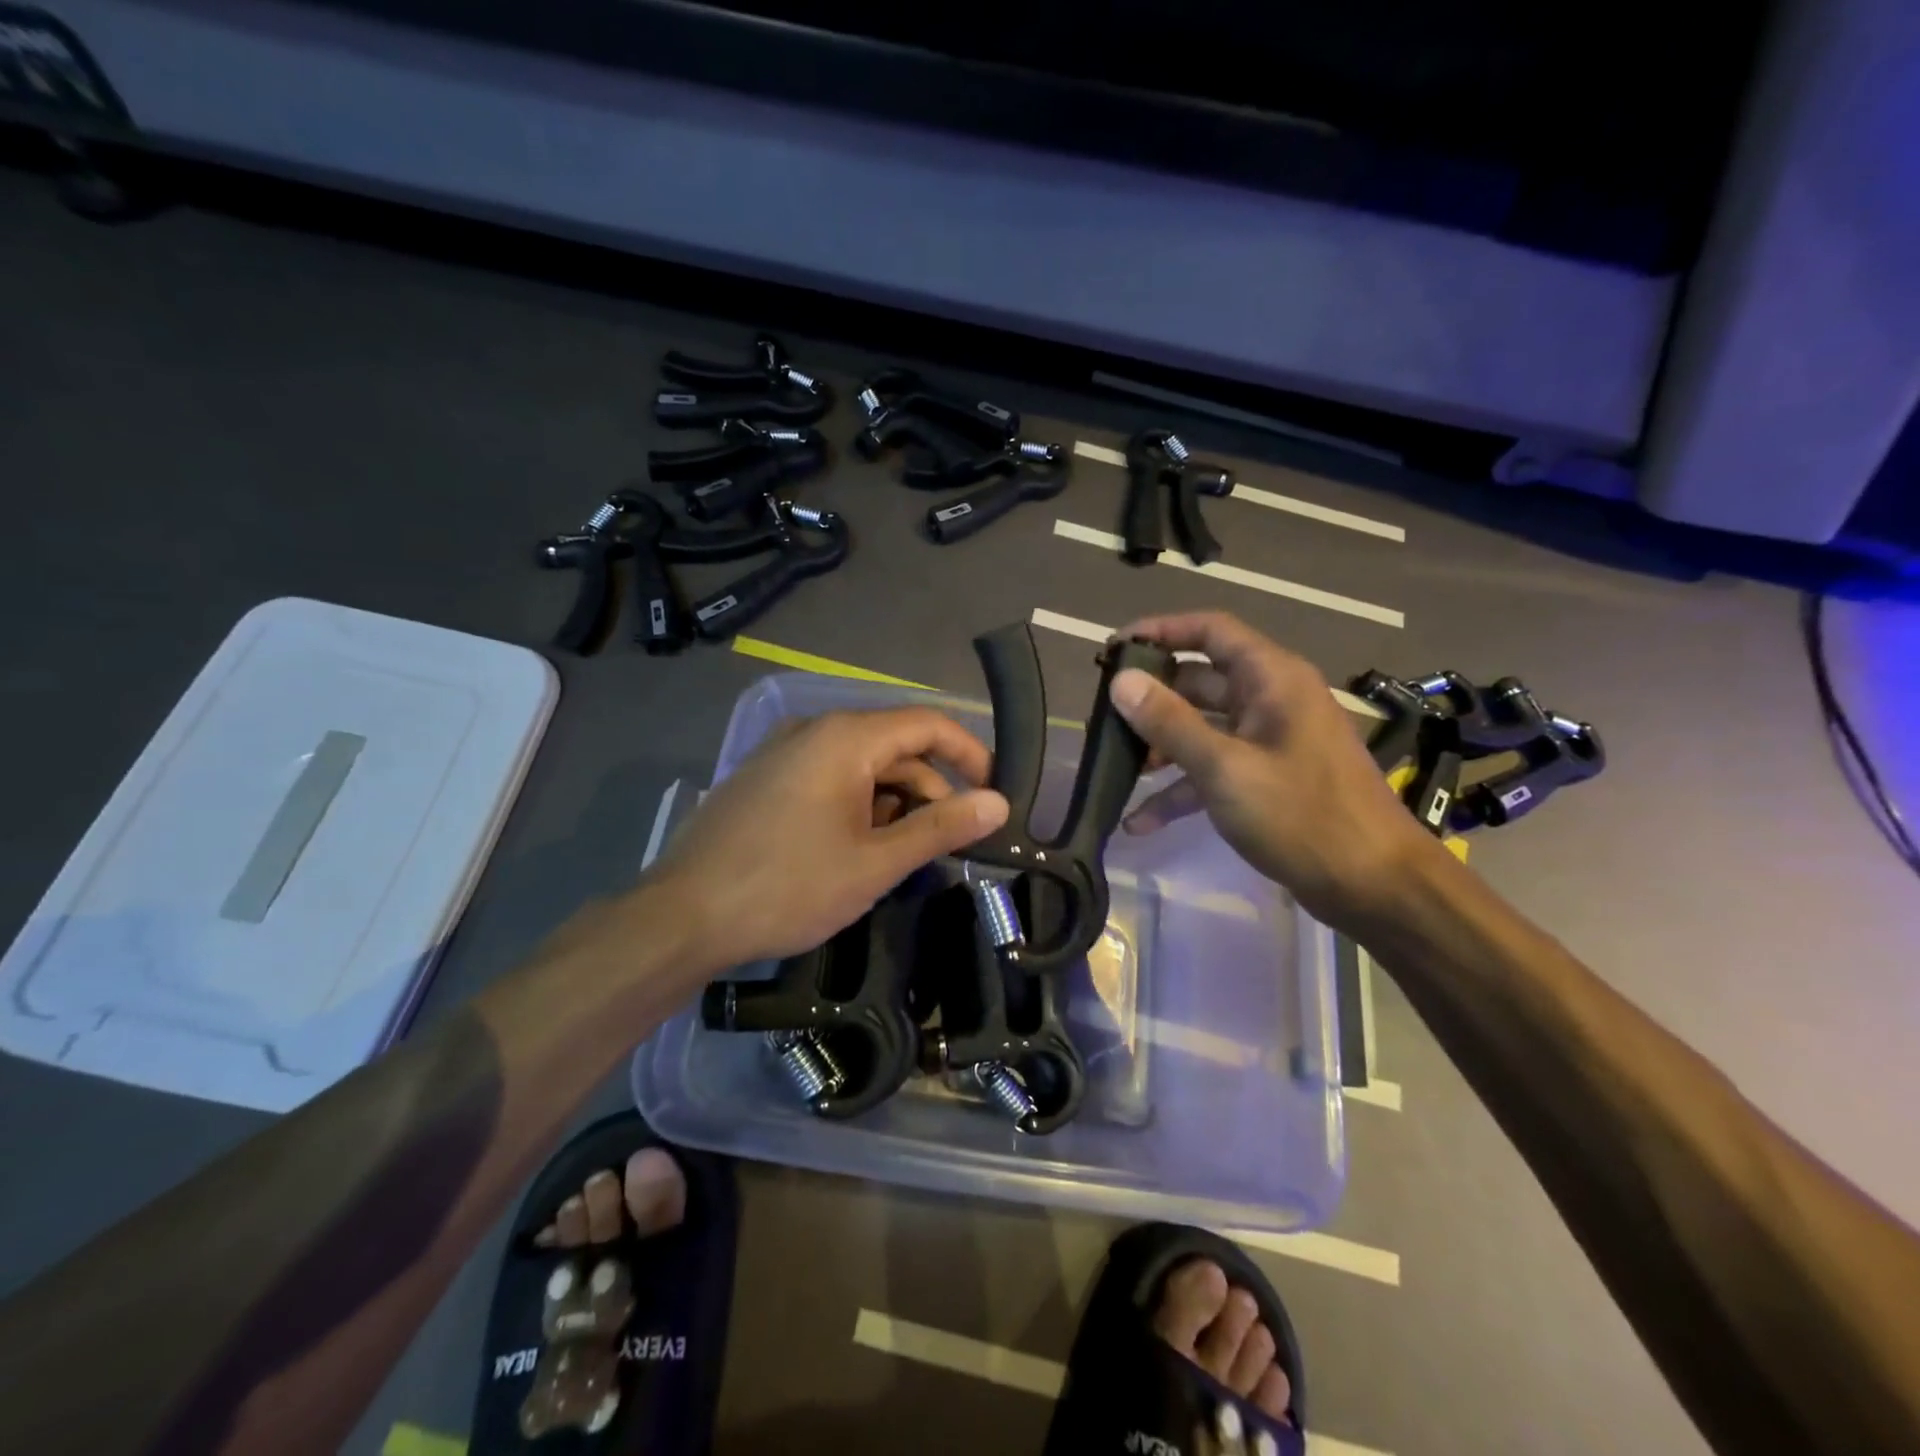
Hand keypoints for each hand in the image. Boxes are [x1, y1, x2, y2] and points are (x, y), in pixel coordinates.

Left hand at [645, 707, 1009, 969]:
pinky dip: (858, 805)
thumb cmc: (788, 887)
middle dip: (930, 790)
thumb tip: (999, 804)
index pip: (927, 724)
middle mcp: (813, 731)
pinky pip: (829, 778)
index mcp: (844, 737)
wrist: (681, 917)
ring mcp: (783, 754)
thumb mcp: (875, 863)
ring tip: (900, 856)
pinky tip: (855, 851)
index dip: (969, 754)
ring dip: (893, 803)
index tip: (992, 795)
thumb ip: (941, 828)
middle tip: (948, 843)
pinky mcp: (764, 780)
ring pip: (861, 765)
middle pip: (895, 746)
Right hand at [1108, 612, 1436, 928]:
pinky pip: (1214, 769)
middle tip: (1104, 719)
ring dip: (1160, 748)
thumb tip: (1122, 681)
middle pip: (1199, 682)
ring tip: (1117, 770)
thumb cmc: (1302, 816)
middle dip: (1151, 700)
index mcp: (1271, 679)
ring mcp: (1269, 741)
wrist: (1375, 886)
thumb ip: (1170, 723)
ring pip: (1202, 728)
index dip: (1160, 630)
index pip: (1210, 630)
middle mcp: (1271, 700)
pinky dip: (1180, 789)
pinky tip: (1140, 821)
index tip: (1113, 649)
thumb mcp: (1225, 768)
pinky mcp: (1267, 779)